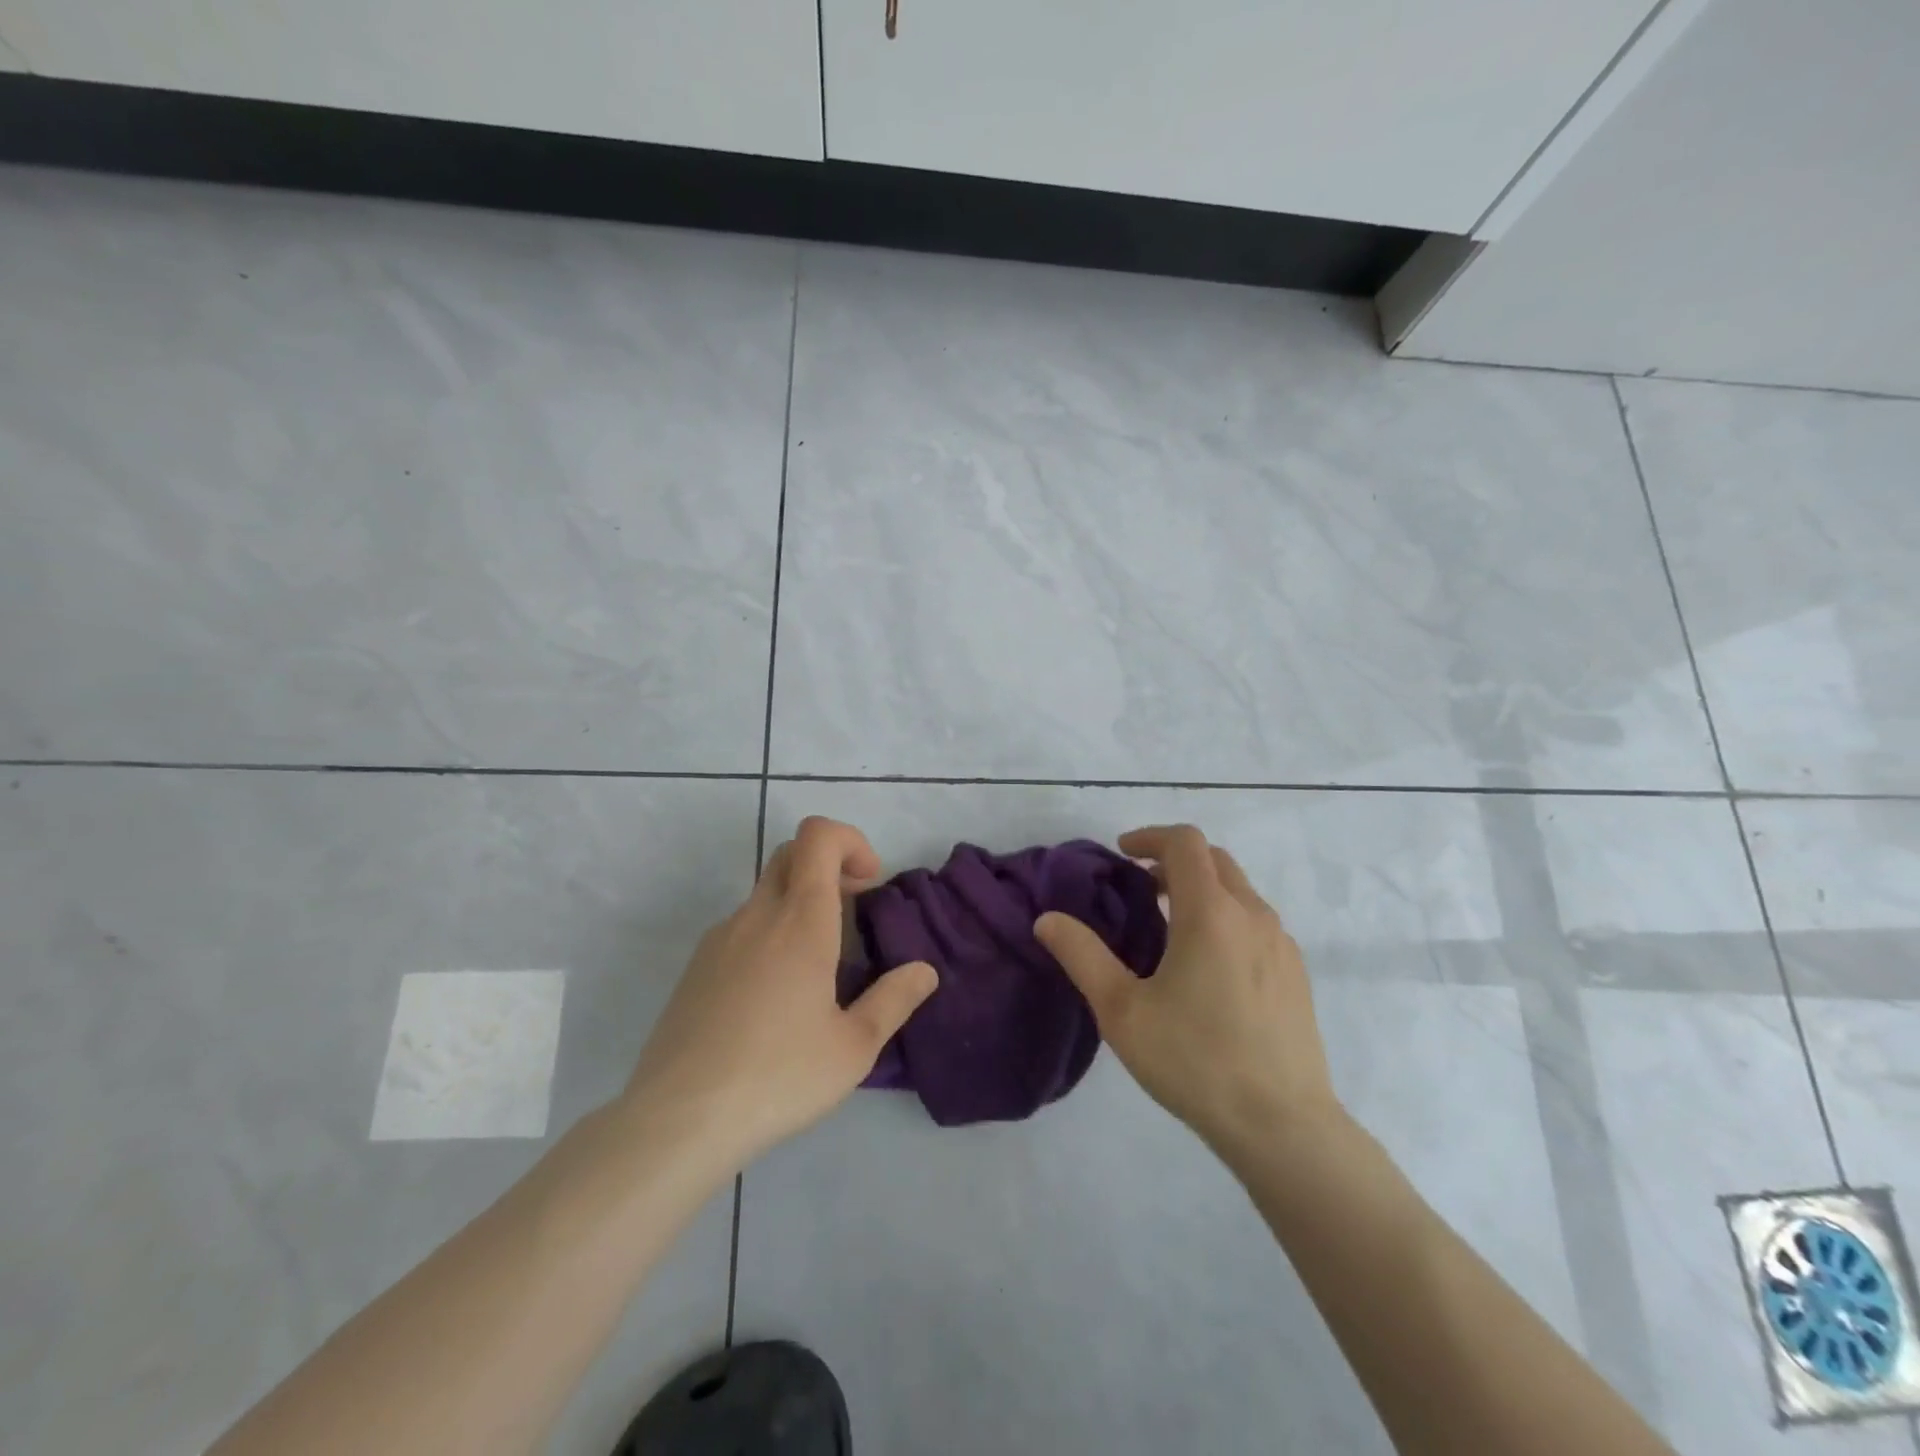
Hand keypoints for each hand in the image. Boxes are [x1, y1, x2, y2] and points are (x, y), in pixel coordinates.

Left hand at [623, 817, 937, 1169]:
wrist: (677, 1120)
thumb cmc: (778, 1077)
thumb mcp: (853, 1048)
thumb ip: (894, 1000)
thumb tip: (924, 971)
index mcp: (800, 921)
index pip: (818, 836)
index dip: (849, 840)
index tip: (869, 883)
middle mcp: (757, 915)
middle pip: (791, 854)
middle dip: (829, 866)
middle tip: (854, 910)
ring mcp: (719, 938)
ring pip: (766, 893)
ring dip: (801, 904)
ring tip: (821, 968)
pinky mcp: (696, 967)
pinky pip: (743, 927)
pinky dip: (772, 933)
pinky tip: (778, 997)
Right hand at [1035, 824, 1339, 1159]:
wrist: (1283, 1127)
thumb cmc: (1195, 1060)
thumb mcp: (1122, 1010)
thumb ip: (1082, 956)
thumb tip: (1047, 919)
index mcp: (1211, 913)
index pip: (1185, 842)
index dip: (1150, 836)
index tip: (1122, 854)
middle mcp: (1253, 916)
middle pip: (1215, 860)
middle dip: (1174, 860)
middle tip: (1139, 887)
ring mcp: (1282, 945)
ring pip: (1239, 891)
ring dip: (1202, 889)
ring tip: (1168, 927)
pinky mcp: (1297, 974)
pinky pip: (1257, 923)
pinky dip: (1226, 917)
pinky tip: (1208, 967)